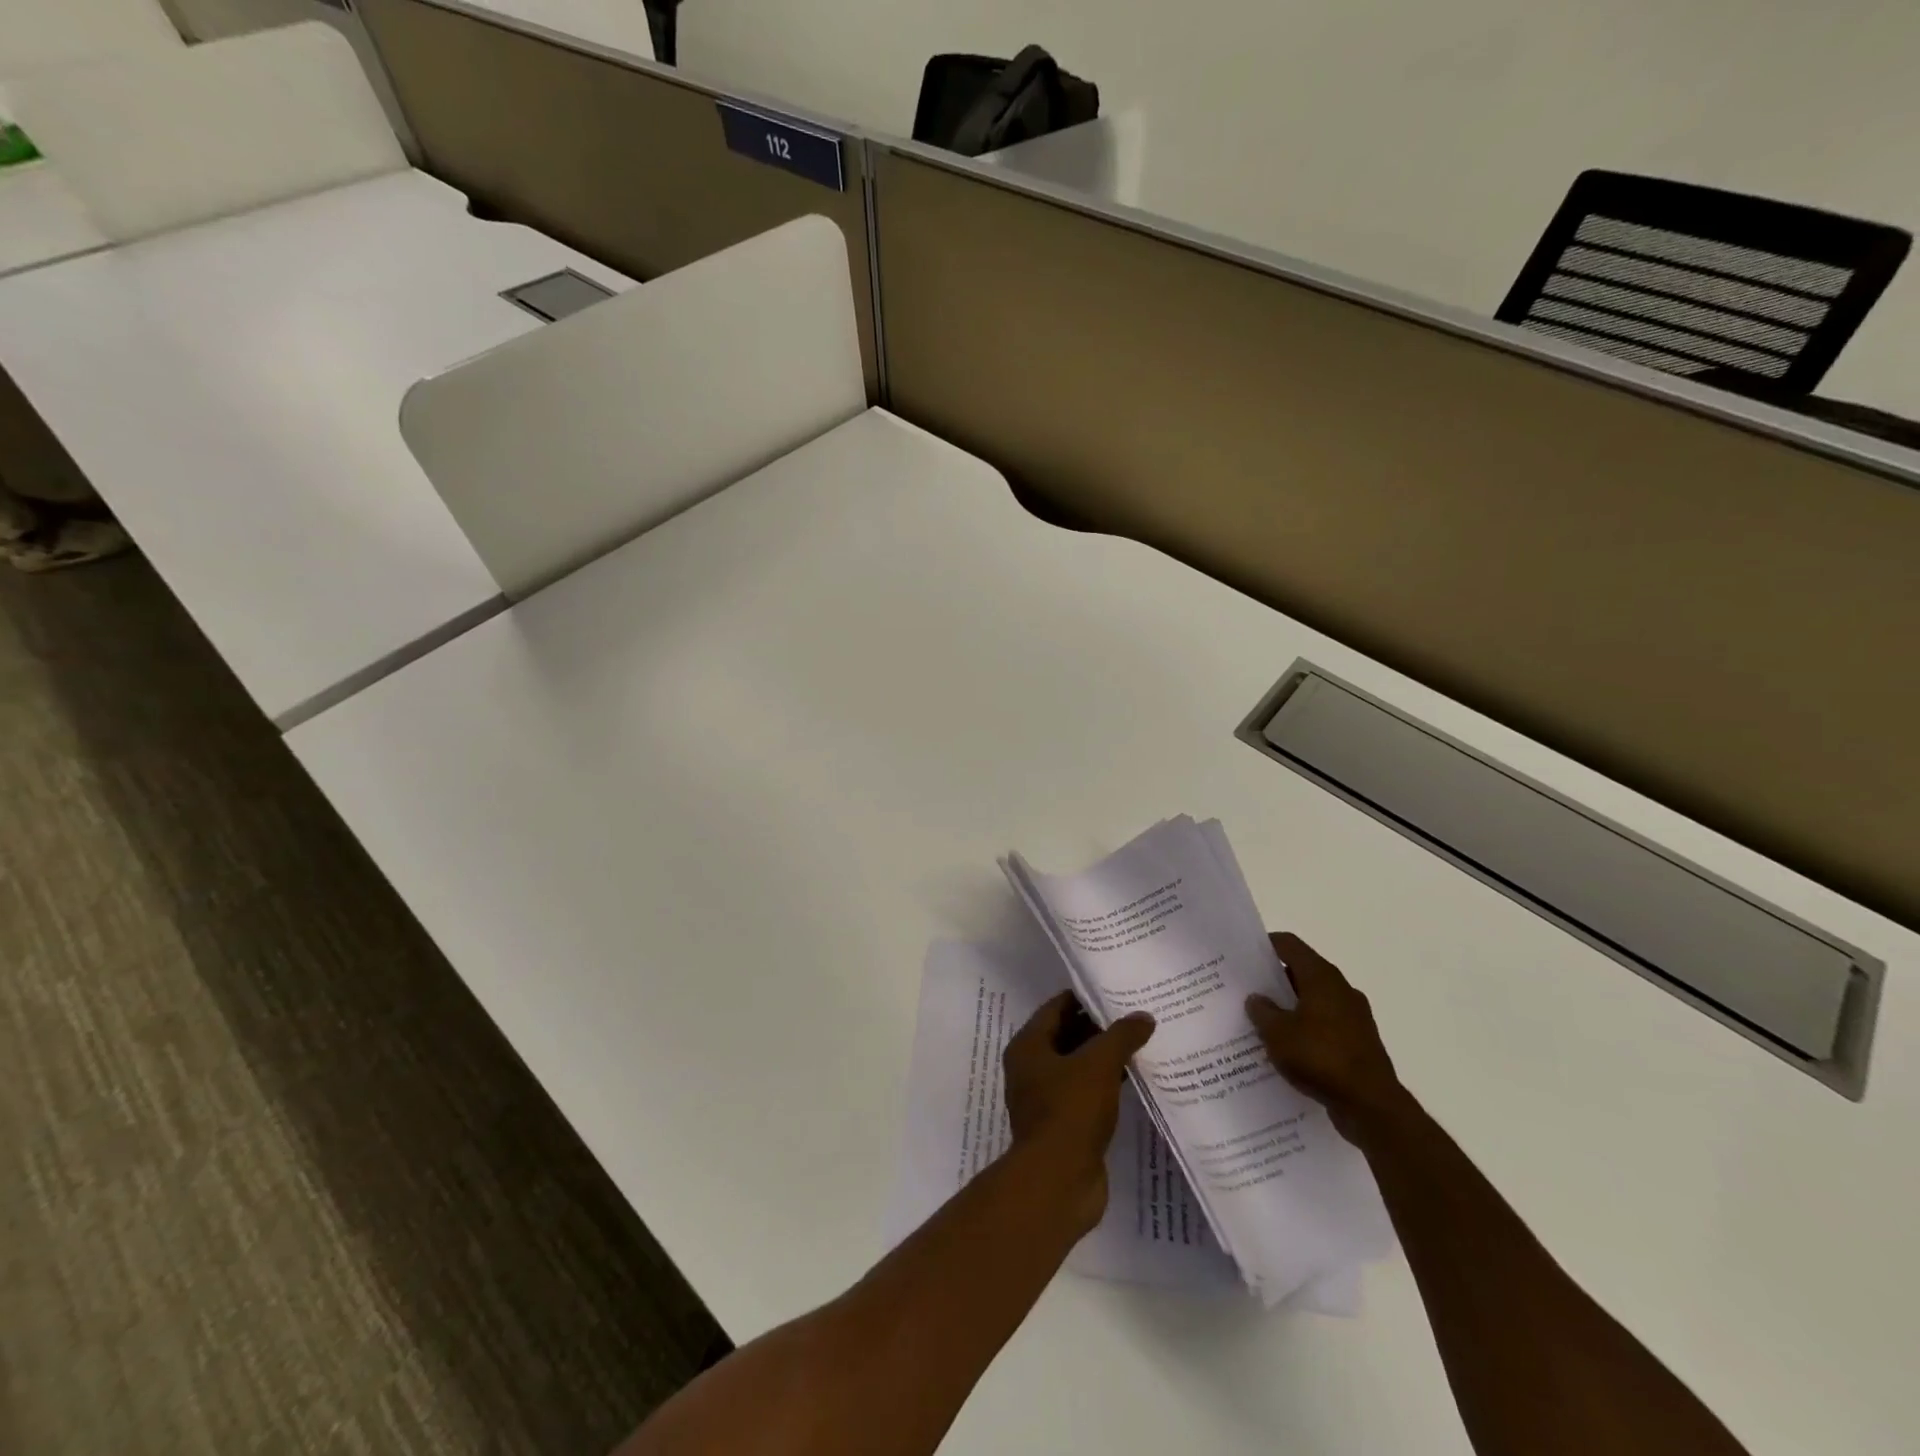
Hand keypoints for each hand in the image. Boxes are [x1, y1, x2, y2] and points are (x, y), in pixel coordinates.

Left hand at [1003, 993, 1154, 1230]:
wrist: (1058, 1182)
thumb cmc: (1071, 1111)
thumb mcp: (1099, 1065)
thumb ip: (1121, 1036)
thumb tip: (1143, 1016)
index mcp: (1028, 1046)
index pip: (1057, 1007)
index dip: (1084, 997)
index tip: (1115, 990)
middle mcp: (1031, 1068)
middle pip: (1067, 1035)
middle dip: (1098, 1026)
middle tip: (1134, 1015)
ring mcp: (1045, 1098)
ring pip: (1077, 1065)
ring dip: (1104, 1056)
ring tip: (1140, 1042)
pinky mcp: (1063, 1124)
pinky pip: (1085, 1092)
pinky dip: (1106, 1083)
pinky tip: (1134, 1078)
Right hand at [1246, 933, 1403, 1143]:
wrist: (1372, 1107)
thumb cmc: (1321, 1058)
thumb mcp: (1277, 1033)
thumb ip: (1262, 1011)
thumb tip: (1257, 999)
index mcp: (1322, 978)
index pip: (1289, 945)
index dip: (1264, 945)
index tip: (1242, 955)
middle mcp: (1340, 990)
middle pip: (1301, 972)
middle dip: (1273, 980)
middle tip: (1245, 990)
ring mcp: (1353, 1017)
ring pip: (1313, 1000)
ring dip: (1289, 1007)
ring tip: (1261, 1022)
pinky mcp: (1359, 1042)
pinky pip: (1324, 1025)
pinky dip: (1305, 1029)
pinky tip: (1286, 1049)